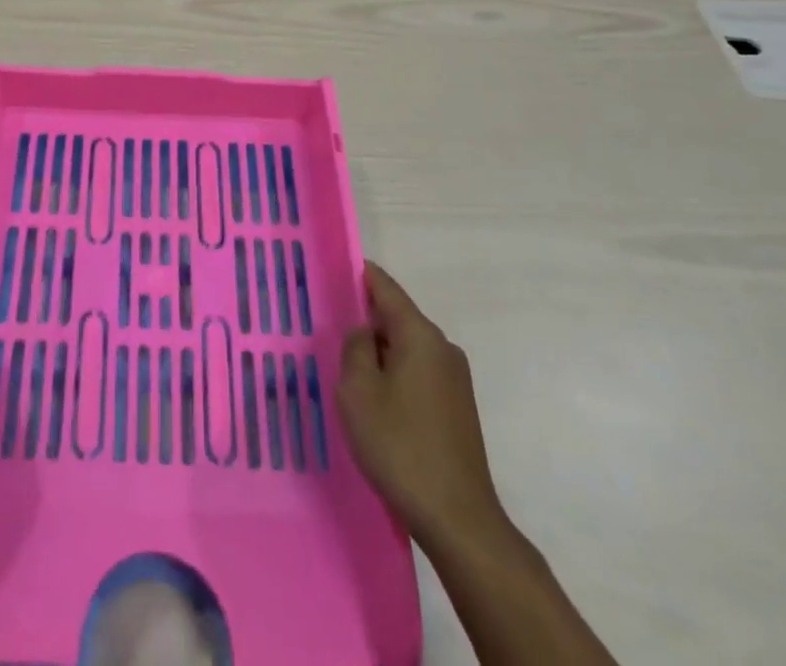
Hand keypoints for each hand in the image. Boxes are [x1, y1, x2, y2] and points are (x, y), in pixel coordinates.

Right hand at [338, 261, 509, 554]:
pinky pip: (418, 373)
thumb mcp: (358, 391)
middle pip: (397, 317)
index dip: (359, 274)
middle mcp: (443, 348)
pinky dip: (394, 374)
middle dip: (365, 318)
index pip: (385, 287)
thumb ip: (355, 348)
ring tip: (345, 366)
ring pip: (407, 348)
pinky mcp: (457, 408)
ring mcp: (455, 379)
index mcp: (420, 335)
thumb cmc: (400, 446)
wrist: (458, 519)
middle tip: (328, 324)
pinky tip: (374, 399)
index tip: (333, 266)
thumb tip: (363, 331)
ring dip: (379, 352)